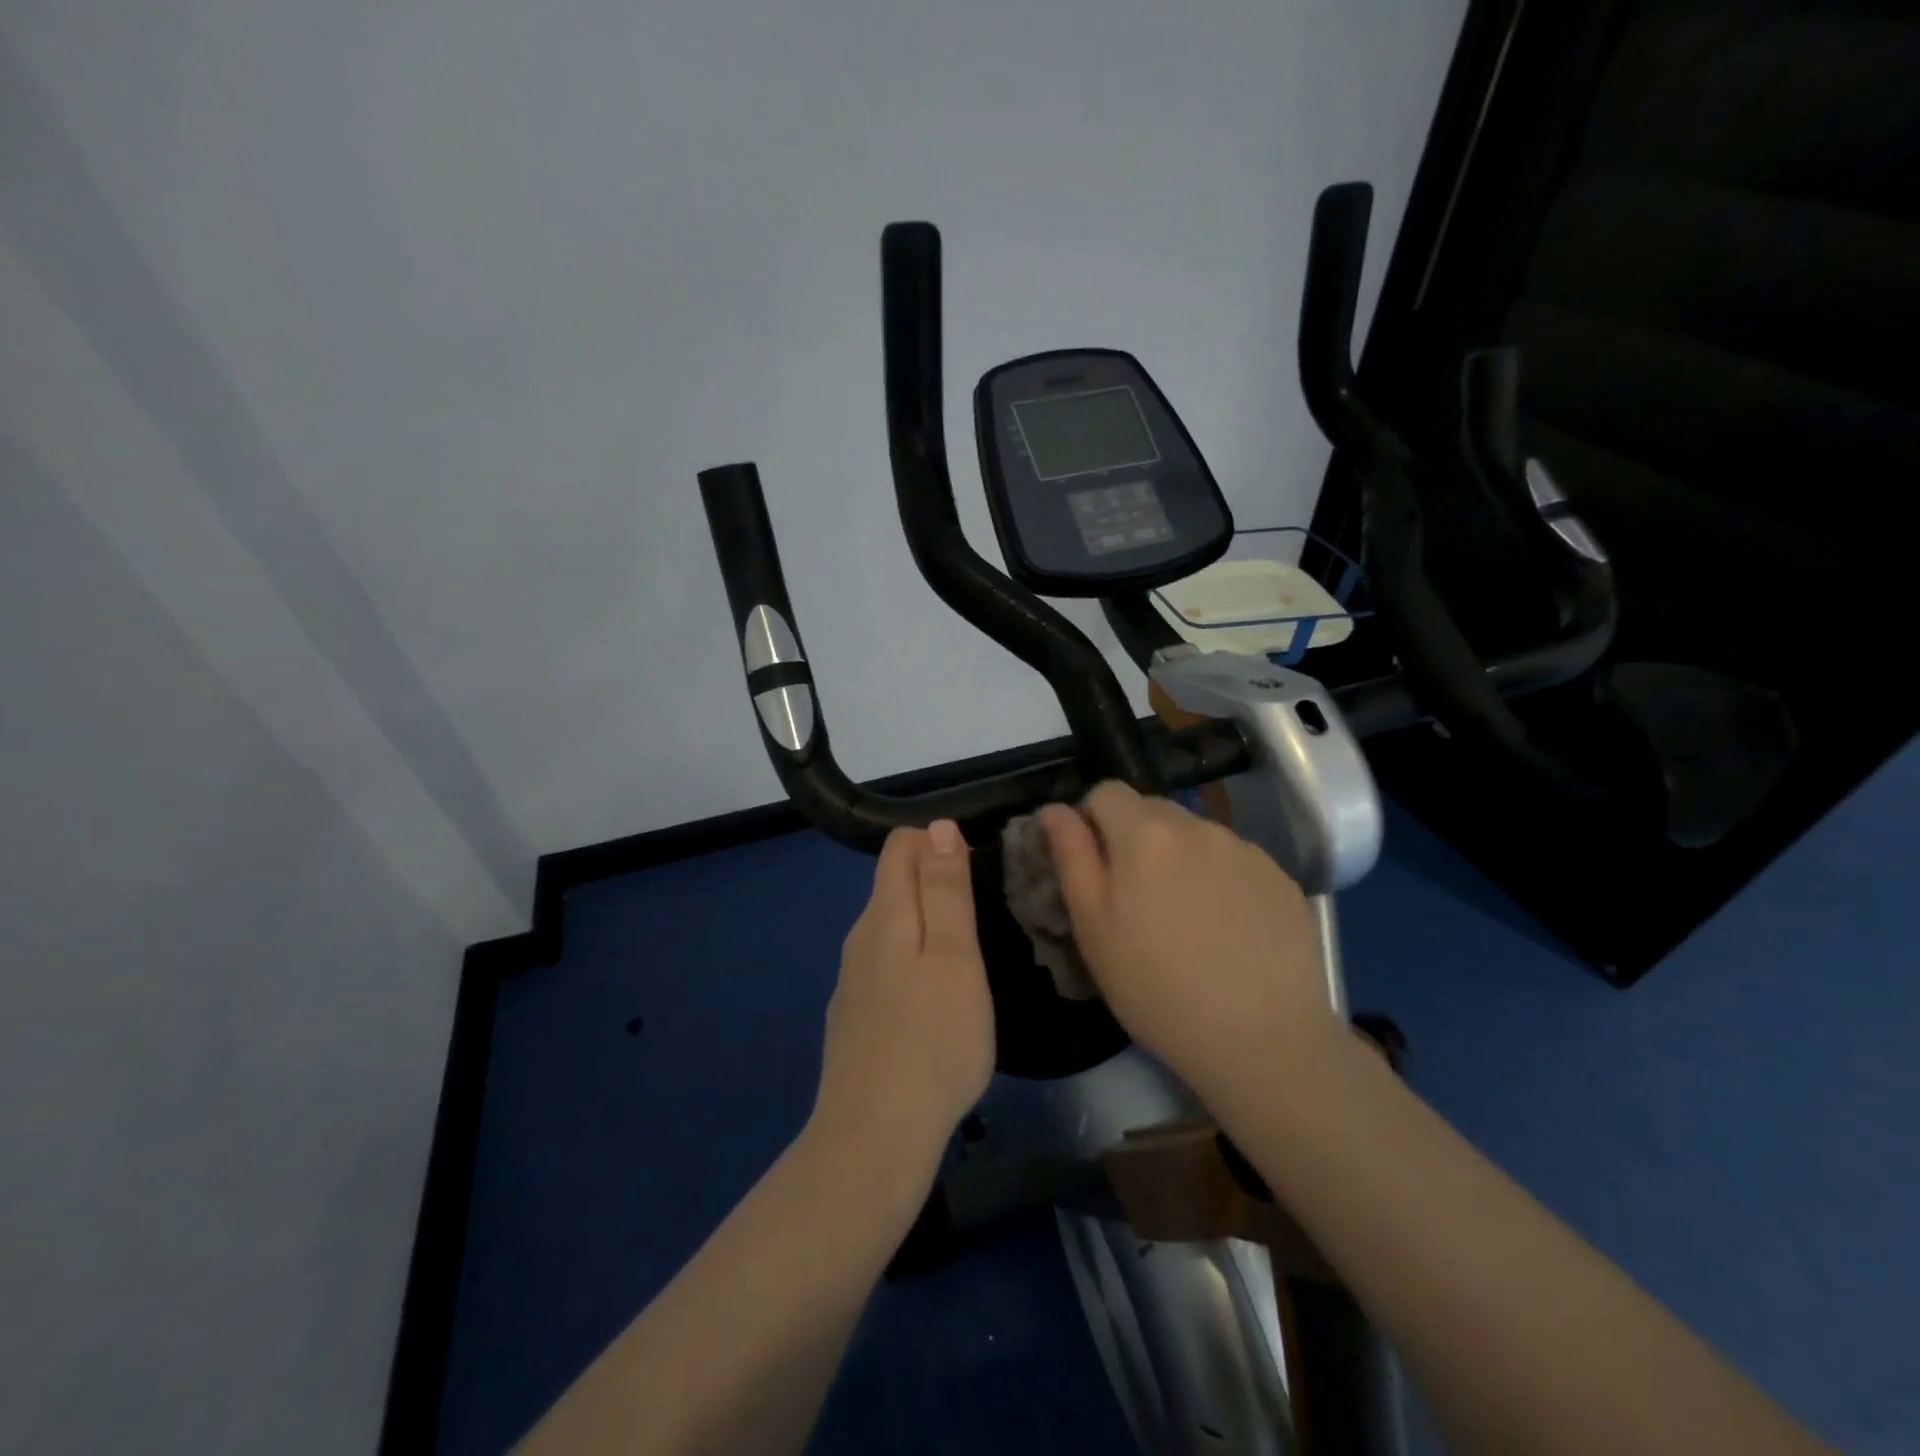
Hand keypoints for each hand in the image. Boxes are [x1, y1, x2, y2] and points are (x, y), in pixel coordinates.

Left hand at [810, 821, 995, 1166]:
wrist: (874, 1136)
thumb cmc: (934, 1040)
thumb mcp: (956, 957)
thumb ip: (946, 890)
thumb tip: (938, 828)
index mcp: (885, 914)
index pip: (900, 845)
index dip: (939, 844)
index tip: (977, 873)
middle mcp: (860, 937)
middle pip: (893, 883)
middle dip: (934, 882)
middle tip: (981, 919)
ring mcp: (851, 979)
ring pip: (890, 927)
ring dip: (925, 926)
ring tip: (965, 960)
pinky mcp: (852, 1015)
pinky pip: (884, 966)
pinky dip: (911, 963)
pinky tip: (932, 1002)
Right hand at [1038, 783, 1343, 1106]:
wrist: (1262, 1040)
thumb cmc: (1156, 987)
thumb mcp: (1093, 926)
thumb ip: (1071, 855)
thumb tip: (1053, 809)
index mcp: (1145, 832)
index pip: (1105, 792)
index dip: (1091, 822)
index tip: (1095, 868)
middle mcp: (1198, 826)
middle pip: (1152, 810)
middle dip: (1135, 840)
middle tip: (1136, 900)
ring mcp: (1246, 850)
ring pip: (1195, 836)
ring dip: (1179, 859)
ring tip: (1185, 920)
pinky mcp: (1281, 878)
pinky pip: (1234, 861)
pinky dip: (1221, 880)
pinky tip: (1226, 930)